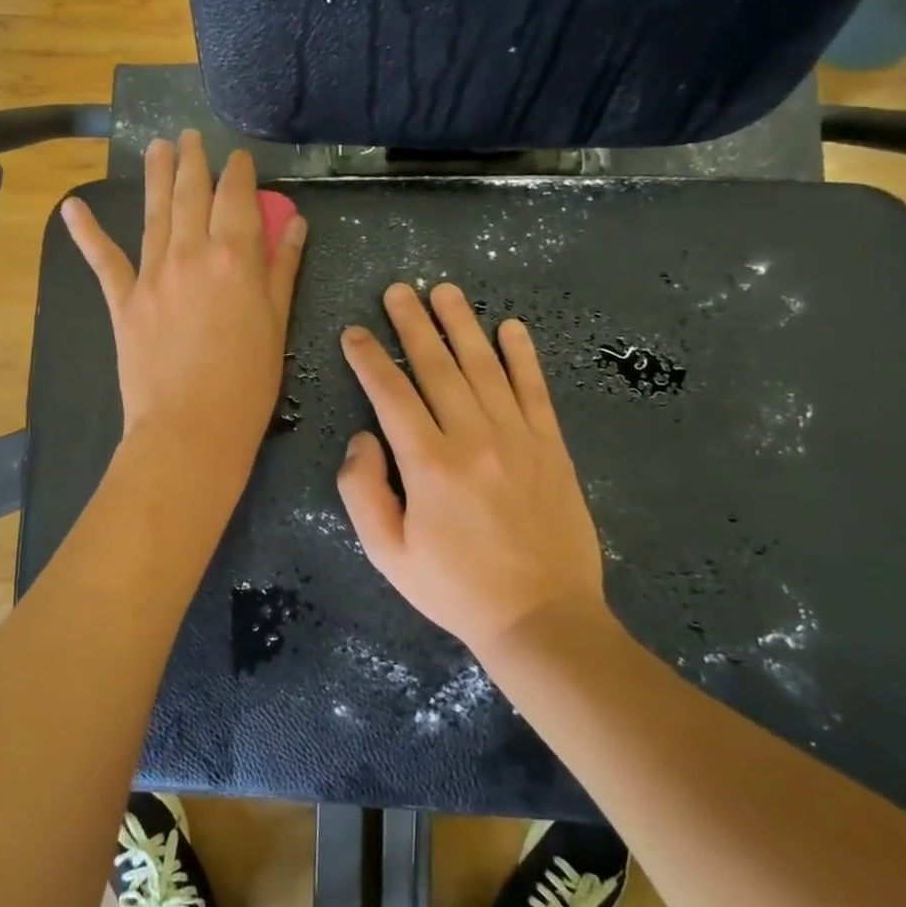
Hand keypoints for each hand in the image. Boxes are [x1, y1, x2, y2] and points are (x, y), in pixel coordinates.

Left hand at [63, 131, 306, 475]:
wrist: (190, 430)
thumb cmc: (247, 384)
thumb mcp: (276, 325)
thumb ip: (281, 270)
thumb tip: (293, 224)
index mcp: (235, 257)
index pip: (237, 198)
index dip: (239, 173)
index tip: (239, 157)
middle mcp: (191, 253)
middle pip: (191, 194)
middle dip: (192, 161)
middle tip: (189, 136)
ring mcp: (152, 274)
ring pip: (154, 213)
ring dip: (155, 176)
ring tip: (156, 146)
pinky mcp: (123, 300)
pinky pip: (103, 260)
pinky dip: (86, 233)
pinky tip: (72, 207)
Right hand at [336, 282, 610, 656]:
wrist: (541, 617)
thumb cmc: (455, 588)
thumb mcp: (387, 553)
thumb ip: (361, 491)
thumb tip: (363, 438)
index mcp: (428, 464)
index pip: (391, 394)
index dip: (369, 358)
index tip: (355, 332)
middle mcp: (472, 438)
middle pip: (437, 366)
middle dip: (413, 323)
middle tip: (398, 289)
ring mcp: (517, 438)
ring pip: (484, 367)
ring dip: (462, 325)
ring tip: (445, 291)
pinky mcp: (550, 447)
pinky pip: (534, 390)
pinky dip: (523, 355)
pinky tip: (511, 327)